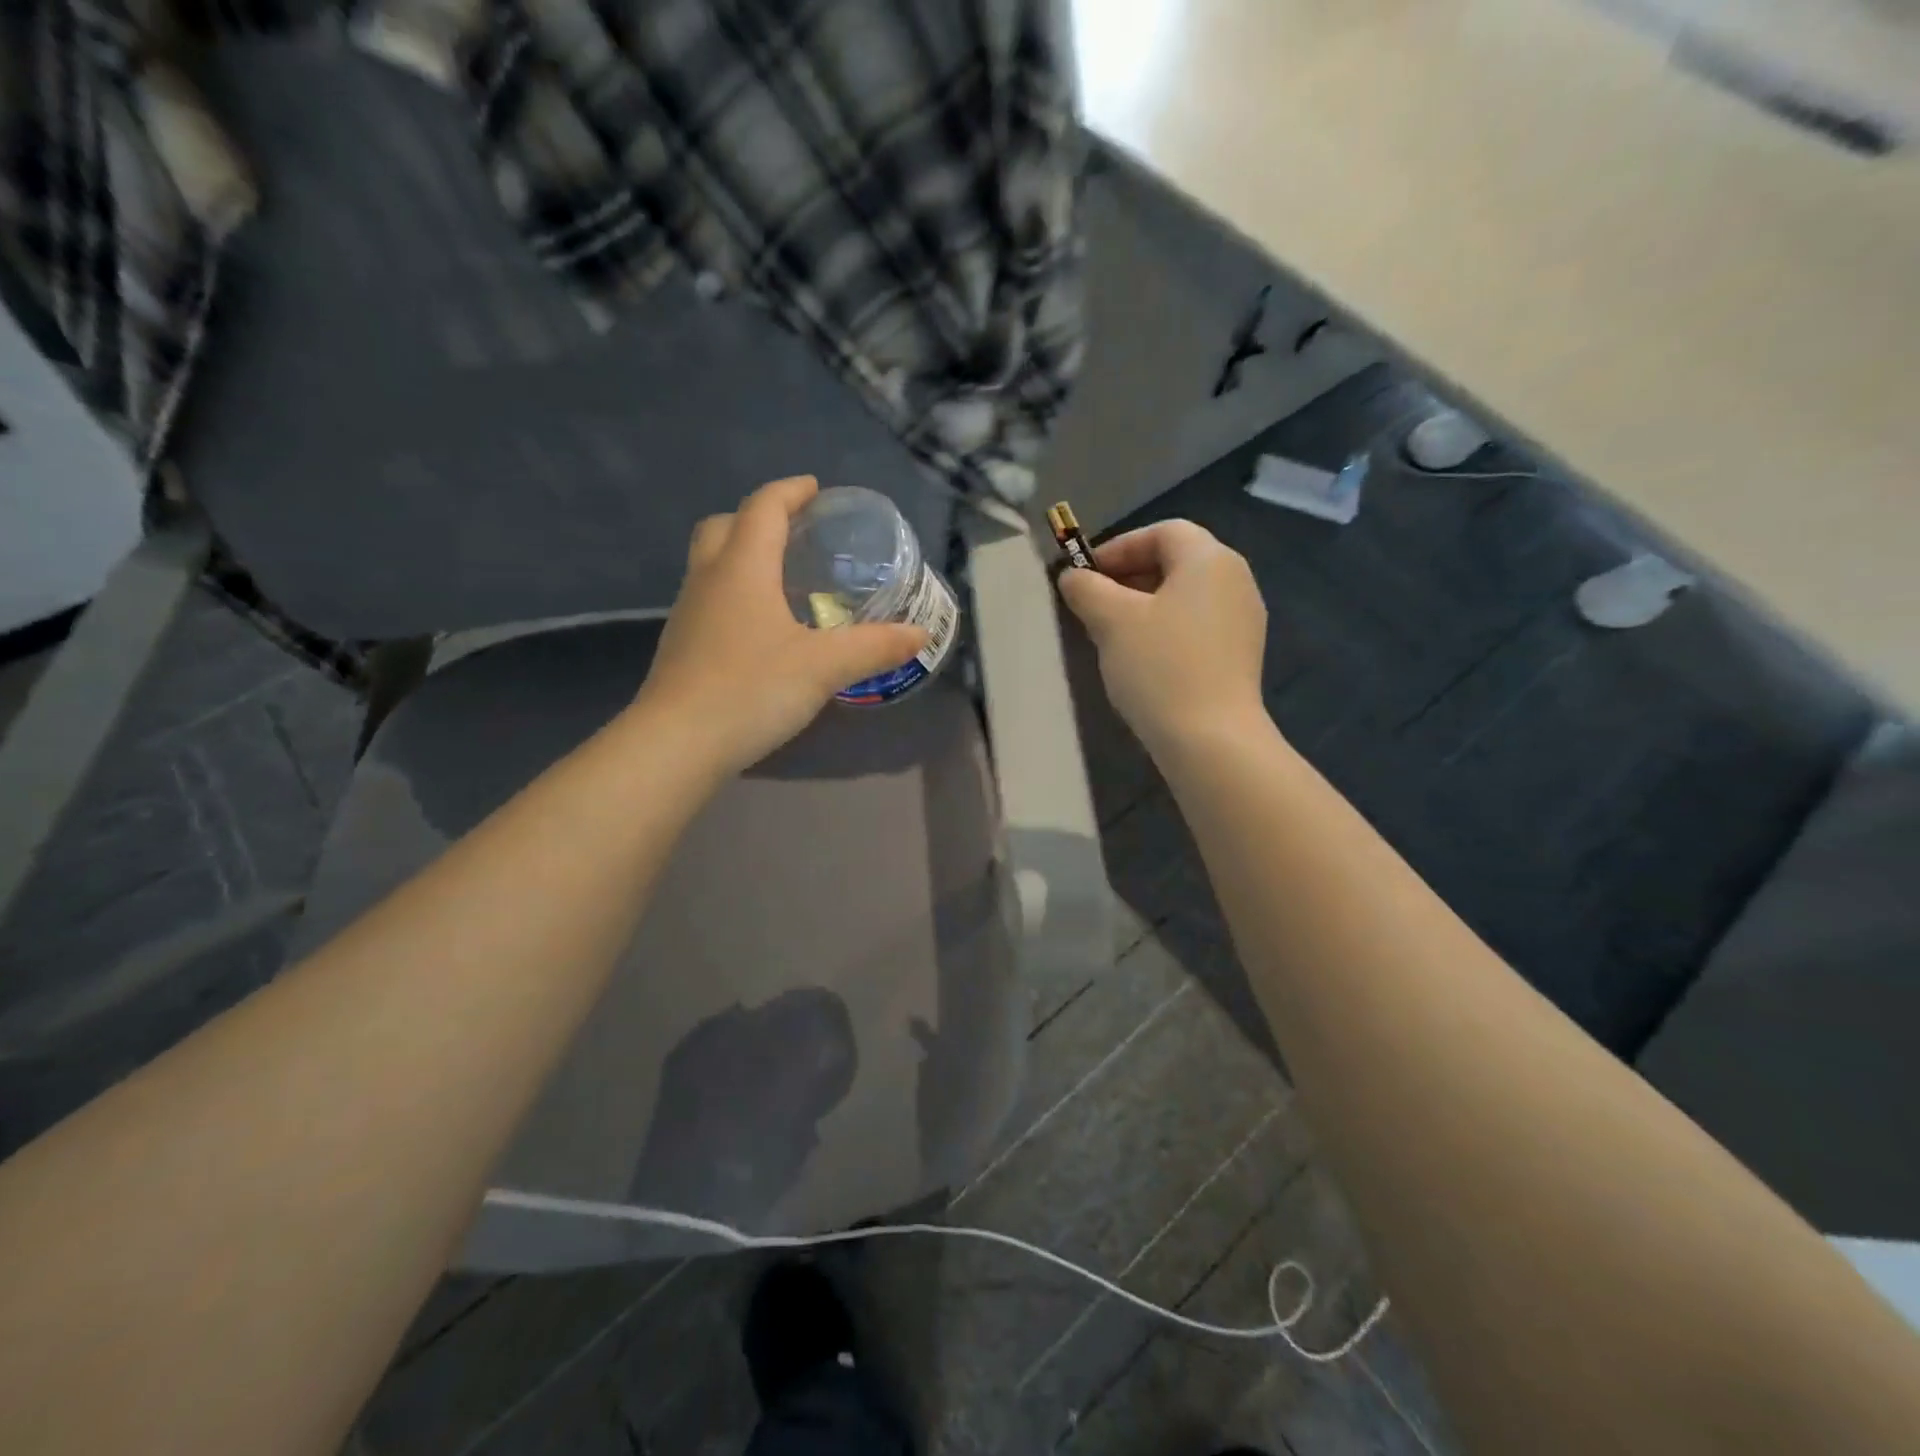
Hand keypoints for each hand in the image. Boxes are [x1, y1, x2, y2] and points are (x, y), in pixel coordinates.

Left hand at [636, 477, 928, 773]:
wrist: (676, 744)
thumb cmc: (751, 690)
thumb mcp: (824, 667)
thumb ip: (874, 647)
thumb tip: (920, 634)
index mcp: (743, 568)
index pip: (764, 508)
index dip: (790, 492)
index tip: (815, 490)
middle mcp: (709, 580)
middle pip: (725, 526)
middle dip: (759, 517)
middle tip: (794, 532)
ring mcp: (688, 613)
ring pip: (711, 563)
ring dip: (742, 555)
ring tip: (782, 579)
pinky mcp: (681, 646)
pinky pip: (709, 600)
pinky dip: (735, 594)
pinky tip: (760, 628)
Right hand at [1056, 520, 1269, 755]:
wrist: (1211, 739)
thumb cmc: (1160, 667)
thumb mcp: (1111, 621)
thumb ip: (1087, 589)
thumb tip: (1073, 576)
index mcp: (1210, 560)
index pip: (1163, 532)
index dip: (1119, 547)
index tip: (1086, 575)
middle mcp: (1235, 580)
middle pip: (1176, 561)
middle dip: (1129, 577)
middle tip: (1093, 604)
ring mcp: (1243, 620)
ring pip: (1185, 596)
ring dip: (1145, 605)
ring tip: (1111, 633)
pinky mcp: (1240, 655)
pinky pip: (1197, 625)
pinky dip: (1166, 629)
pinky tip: (1141, 659)